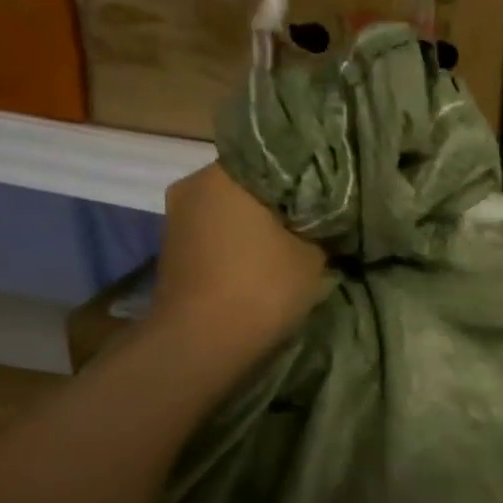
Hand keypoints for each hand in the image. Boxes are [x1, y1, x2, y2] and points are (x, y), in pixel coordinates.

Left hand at [145, 164, 327, 360]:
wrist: (202, 345)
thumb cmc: (261, 288)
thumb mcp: (313, 256)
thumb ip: (322, 227)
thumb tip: (327, 218)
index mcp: (226, 174)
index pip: (275, 157)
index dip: (306, 175)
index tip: (329, 191)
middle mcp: (193, 185)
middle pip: (249, 184)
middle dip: (280, 201)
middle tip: (315, 217)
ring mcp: (177, 219)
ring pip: (229, 209)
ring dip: (257, 224)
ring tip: (292, 240)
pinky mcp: (173, 250)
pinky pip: (216, 234)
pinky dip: (239, 243)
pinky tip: (262, 259)